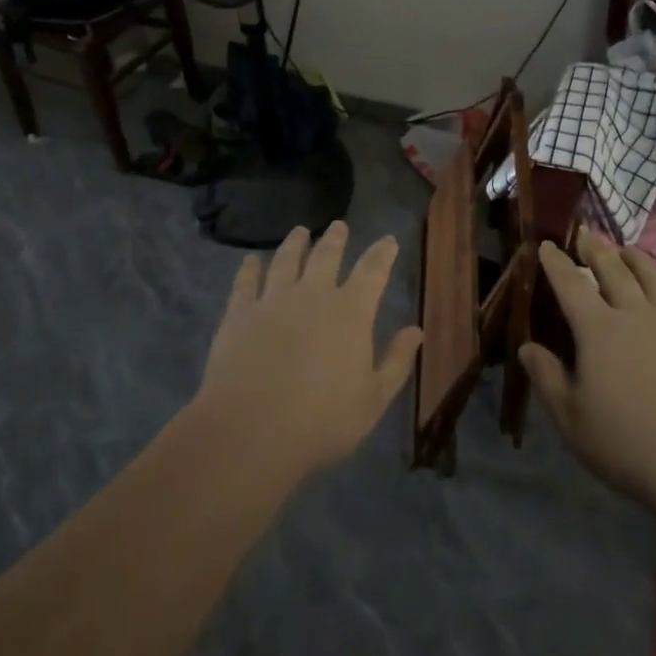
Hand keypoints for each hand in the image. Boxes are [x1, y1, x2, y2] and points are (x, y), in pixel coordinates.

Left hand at [196, 222, 423, 480]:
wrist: (252, 429)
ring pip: (286, 261)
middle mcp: (313, 295)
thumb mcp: (373, 399)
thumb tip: (416, 330)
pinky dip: (250, 268)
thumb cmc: (321, 421)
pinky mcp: (240, 312)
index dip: (382, 254)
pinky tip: (251, 260)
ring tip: (299, 232)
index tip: (388, 240)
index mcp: (350, 313)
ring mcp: (273, 300)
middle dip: (335, 239)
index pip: (372, 272)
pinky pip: (246, 281)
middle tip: (339, 225)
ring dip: (295, 244)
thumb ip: (396, 361)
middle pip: (326, 257)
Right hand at [519, 232, 655, 514]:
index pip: (571, 284)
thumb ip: (547, 378)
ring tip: (628, 250)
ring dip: (637, 260)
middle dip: (596, 250)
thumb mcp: (572, 420)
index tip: (547, 244)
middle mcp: (636, 315)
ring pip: (654, 280)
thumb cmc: (629, 446)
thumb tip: (526, 346)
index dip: (556, 262)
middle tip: (586, 235)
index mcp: (598, 330)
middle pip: (614, 271)